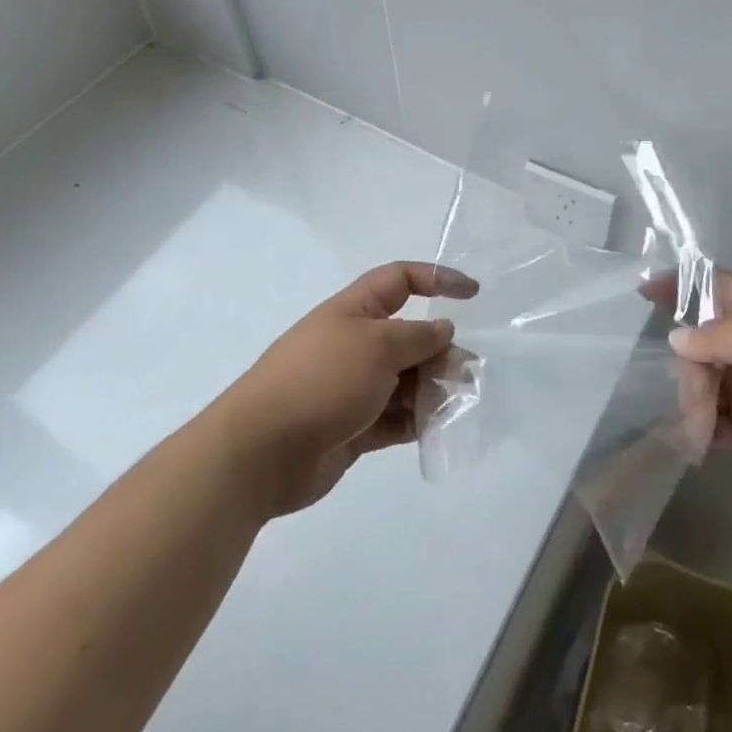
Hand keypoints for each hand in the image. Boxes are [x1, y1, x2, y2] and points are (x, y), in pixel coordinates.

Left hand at [226, 262, 475, 515]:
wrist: (259, 453)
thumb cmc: (321, 381)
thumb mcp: (378, 346)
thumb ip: (418, 337)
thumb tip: (443, 329)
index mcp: (355, 310)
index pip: (401, 280)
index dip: (437, 278)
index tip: (472, 293)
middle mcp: (356, 343)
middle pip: (410, 336)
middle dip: (440, 351)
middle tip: (463, 373)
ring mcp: (353, 387)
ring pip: (406, 379)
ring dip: (432, 389)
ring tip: (451, 405)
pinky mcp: (353, 426)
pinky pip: (395, 417)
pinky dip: (416, 421)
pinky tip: (433, 430)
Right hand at [669, 271, 731, 517]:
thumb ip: (722, 338)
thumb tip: (676, 338)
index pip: (714, 287)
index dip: (681, 283)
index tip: (644, 291)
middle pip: (698, 342)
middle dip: (687, 363)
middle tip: (696, 391)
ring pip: (698, 382)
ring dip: (691, 400)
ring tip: (702, 426)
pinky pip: (707, 422)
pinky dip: (696, 428)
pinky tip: (695, 438)